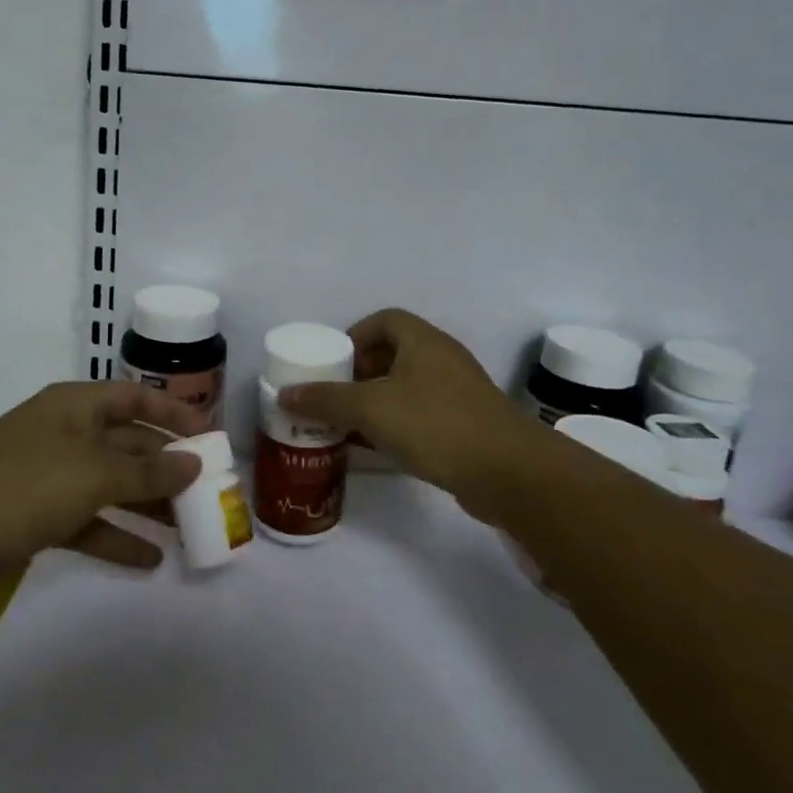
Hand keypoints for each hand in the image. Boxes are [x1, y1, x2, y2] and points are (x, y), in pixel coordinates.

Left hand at [0, 381, 206, 598]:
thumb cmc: (20, 485)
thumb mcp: (93, 475)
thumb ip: (147, 472)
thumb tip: (195, 463)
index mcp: (77, 407)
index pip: (137, 399)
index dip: (174, 413)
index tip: (211, 438)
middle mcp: (67, 434)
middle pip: (128, 444)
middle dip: (167, 467)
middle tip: (208, 492)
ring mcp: (50, 477)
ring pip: (112, 486)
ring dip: (148, 506)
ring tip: (189, 529)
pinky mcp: (37, 517)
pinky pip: (89, 521)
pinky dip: (116, 537)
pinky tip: (149, 559)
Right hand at [277, 309, 542, 515]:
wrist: (508, 472)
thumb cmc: (436, 425)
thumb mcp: (371, 409)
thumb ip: (326, 400)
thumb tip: (284, 394)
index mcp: (422, 341)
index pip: (384, 320)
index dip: (355, 336)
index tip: (333, 364)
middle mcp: (441, 358)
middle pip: (393, 353)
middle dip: (360, 373)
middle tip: (334, 397)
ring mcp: (457, 392)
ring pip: (407, 387)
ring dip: (377, 402)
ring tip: (348, 425)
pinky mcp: (466, 424)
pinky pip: (421, 414)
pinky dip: (397, 424)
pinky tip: (379, 449)